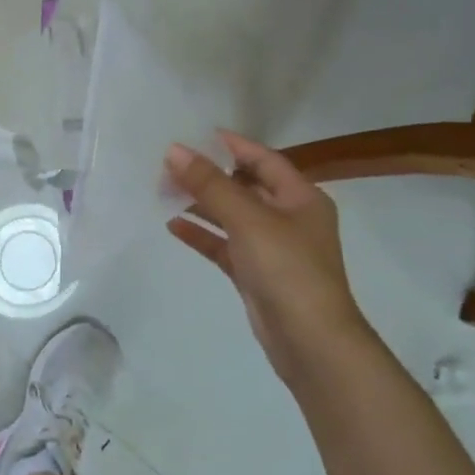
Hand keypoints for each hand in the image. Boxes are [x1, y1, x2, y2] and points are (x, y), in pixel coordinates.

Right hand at [165, 131, 370, 379]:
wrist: (310, 341)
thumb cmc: (287, 268)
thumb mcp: (248, 219)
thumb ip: (210, 184)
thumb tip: (174, 150)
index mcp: (301, 198)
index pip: (264, 160)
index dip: (233, 145)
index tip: (197, 134)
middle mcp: (289, 219)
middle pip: (245, 186)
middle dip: (210, 175)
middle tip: (170, 164)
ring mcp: (272, 248)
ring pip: (231, 216)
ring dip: (202, 204)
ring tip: (164, 190)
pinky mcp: (255, 274)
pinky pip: (224, 245)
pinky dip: (202, 234)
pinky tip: (172, 225)